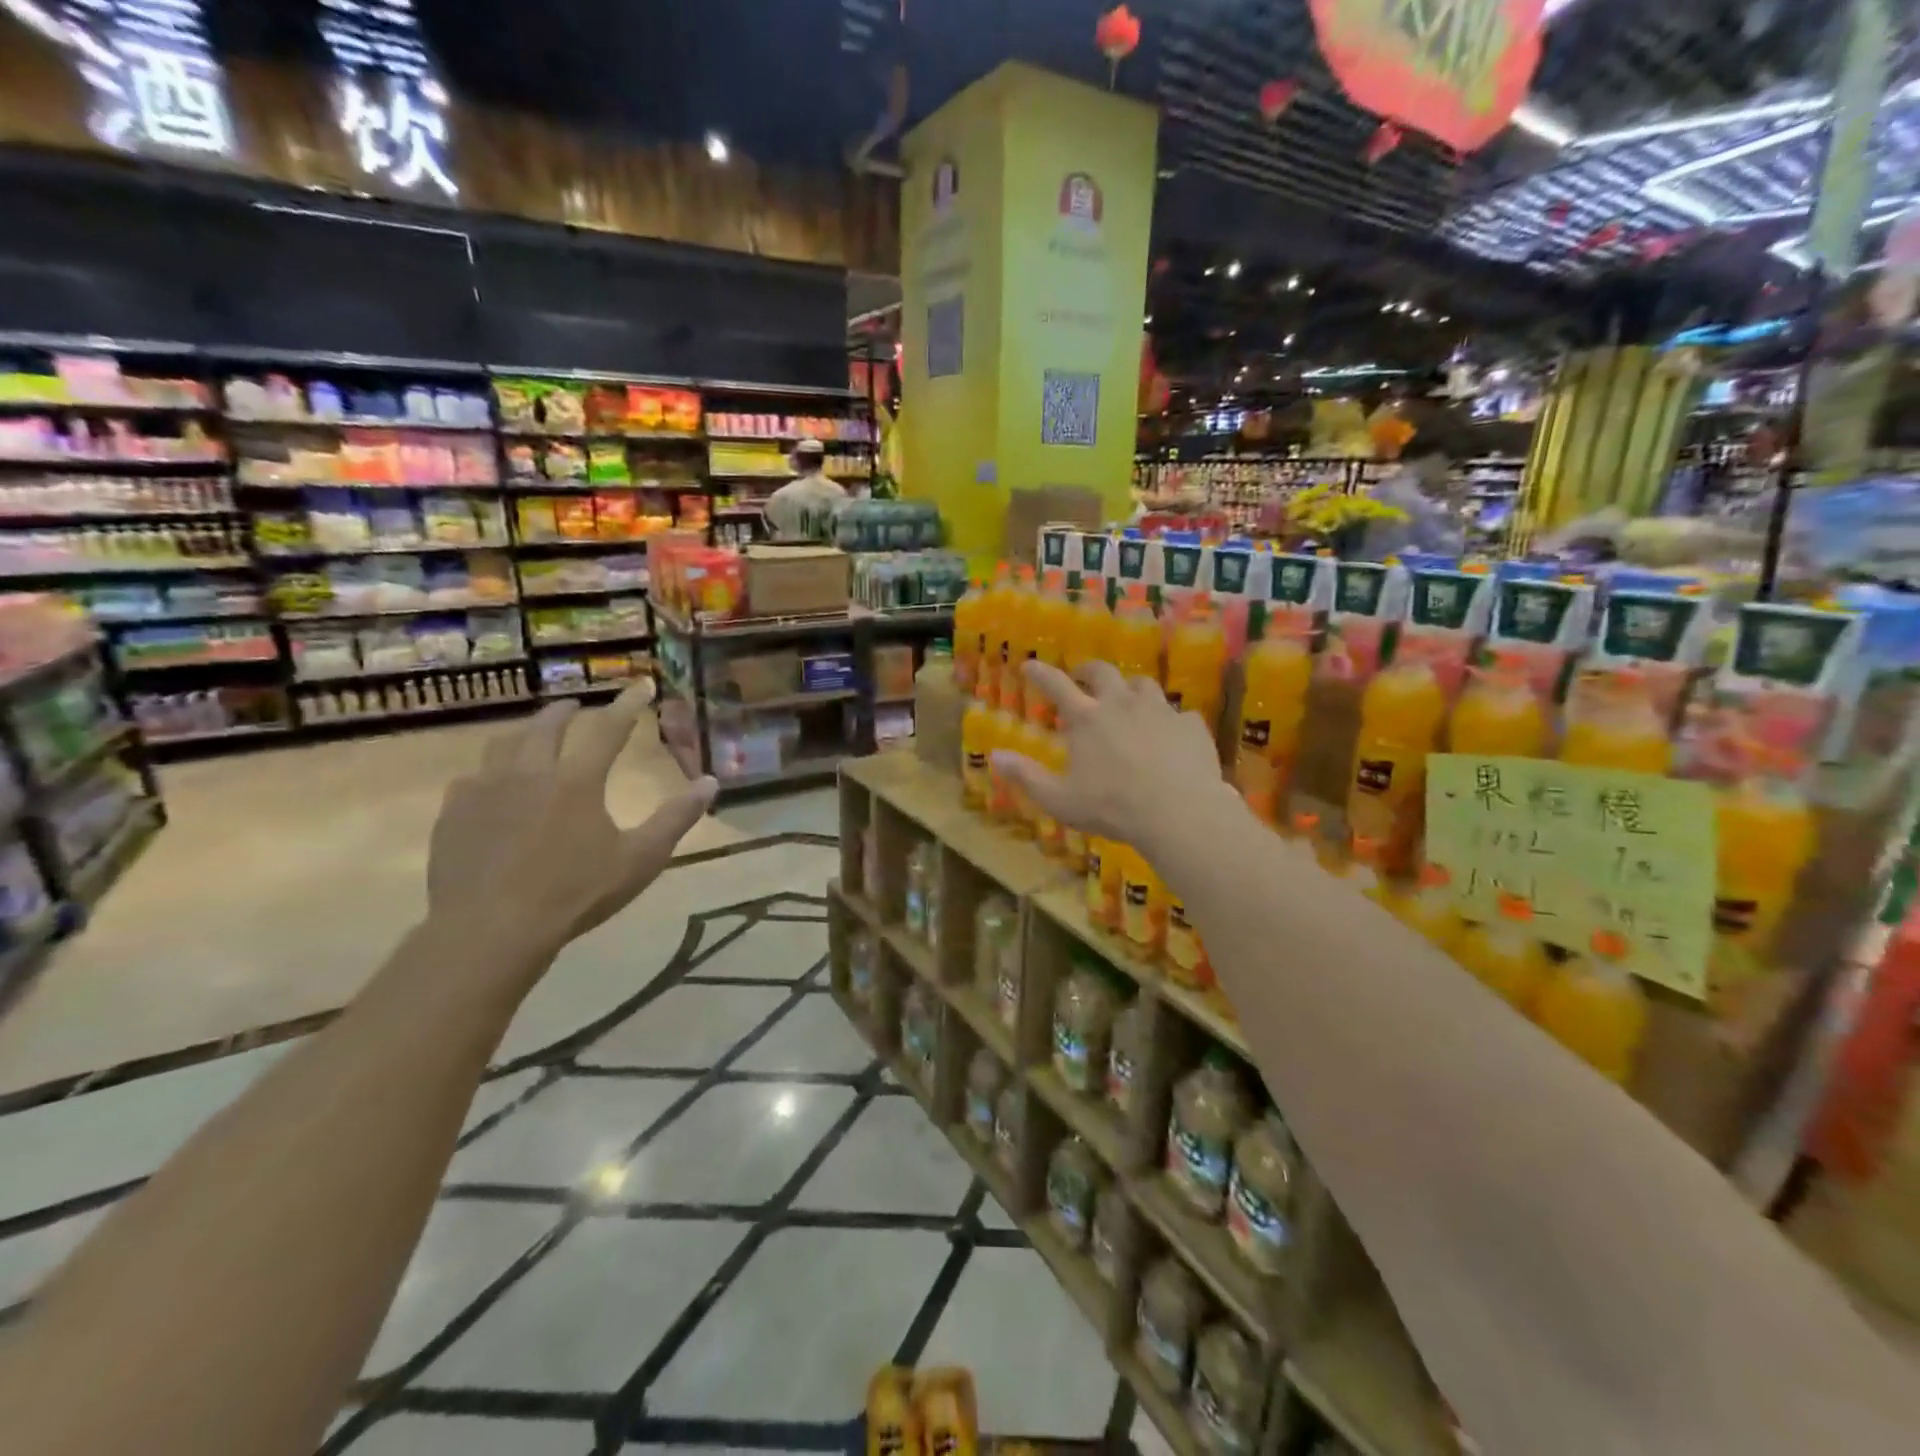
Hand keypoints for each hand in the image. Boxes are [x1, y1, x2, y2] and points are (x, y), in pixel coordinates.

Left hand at [427, 684, 716, 969]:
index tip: (641, 685)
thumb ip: (676, 818)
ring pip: (502, 745)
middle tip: (576, 706)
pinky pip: (471, 779)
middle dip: (565, 711)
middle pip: (546, 726)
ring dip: (524, 734)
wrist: (490, 929)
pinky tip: (490, 787)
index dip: (628, 705)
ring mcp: (484, 790)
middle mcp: (529, 772)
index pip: (609, 729)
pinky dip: (489, 773)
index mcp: (577, 780)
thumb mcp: (640, 859)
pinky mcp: (454, 814)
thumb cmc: (575, 893)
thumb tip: (710, 782)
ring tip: (531, 738)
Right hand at [991, 659, 1233, 852]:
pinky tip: (1170, 734)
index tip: (1030, 664)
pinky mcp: (1191, 725)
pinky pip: (1179, 714)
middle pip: (1104, 672)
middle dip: (1089, 670)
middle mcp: (1122, 704)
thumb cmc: (1112, 807)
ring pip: (1143, 685)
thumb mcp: (1059, 799)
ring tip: (1128, 700)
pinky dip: (1169, 720)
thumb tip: (994, 756)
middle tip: (1083, 675)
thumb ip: (1026, 776)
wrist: (1179, 812)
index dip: (1041, 673)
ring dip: (1131, 689)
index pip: (1057, 685)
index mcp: (1087, 719)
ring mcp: (1160, 711)